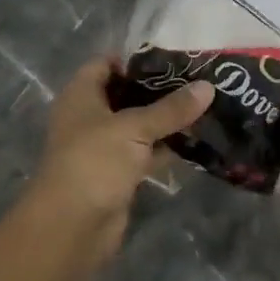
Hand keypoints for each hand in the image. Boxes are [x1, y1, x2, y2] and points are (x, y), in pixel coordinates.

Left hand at [26, 57, 213, 263]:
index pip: (106, 62)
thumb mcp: (134, 128)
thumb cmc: (94, 162)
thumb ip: (171, 109)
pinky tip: (197, 139)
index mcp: (82, 95)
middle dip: (159, 87)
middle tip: (199, 77)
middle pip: (126, 93)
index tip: (174, 54)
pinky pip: (145, 152)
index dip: (136, 57)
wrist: (71, 227)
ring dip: (166, 118)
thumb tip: (208, 86)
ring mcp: (104, 146)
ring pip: (139, 124)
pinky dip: (166, 147)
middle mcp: (90, 116)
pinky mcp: (118, 173)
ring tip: (205, 103)